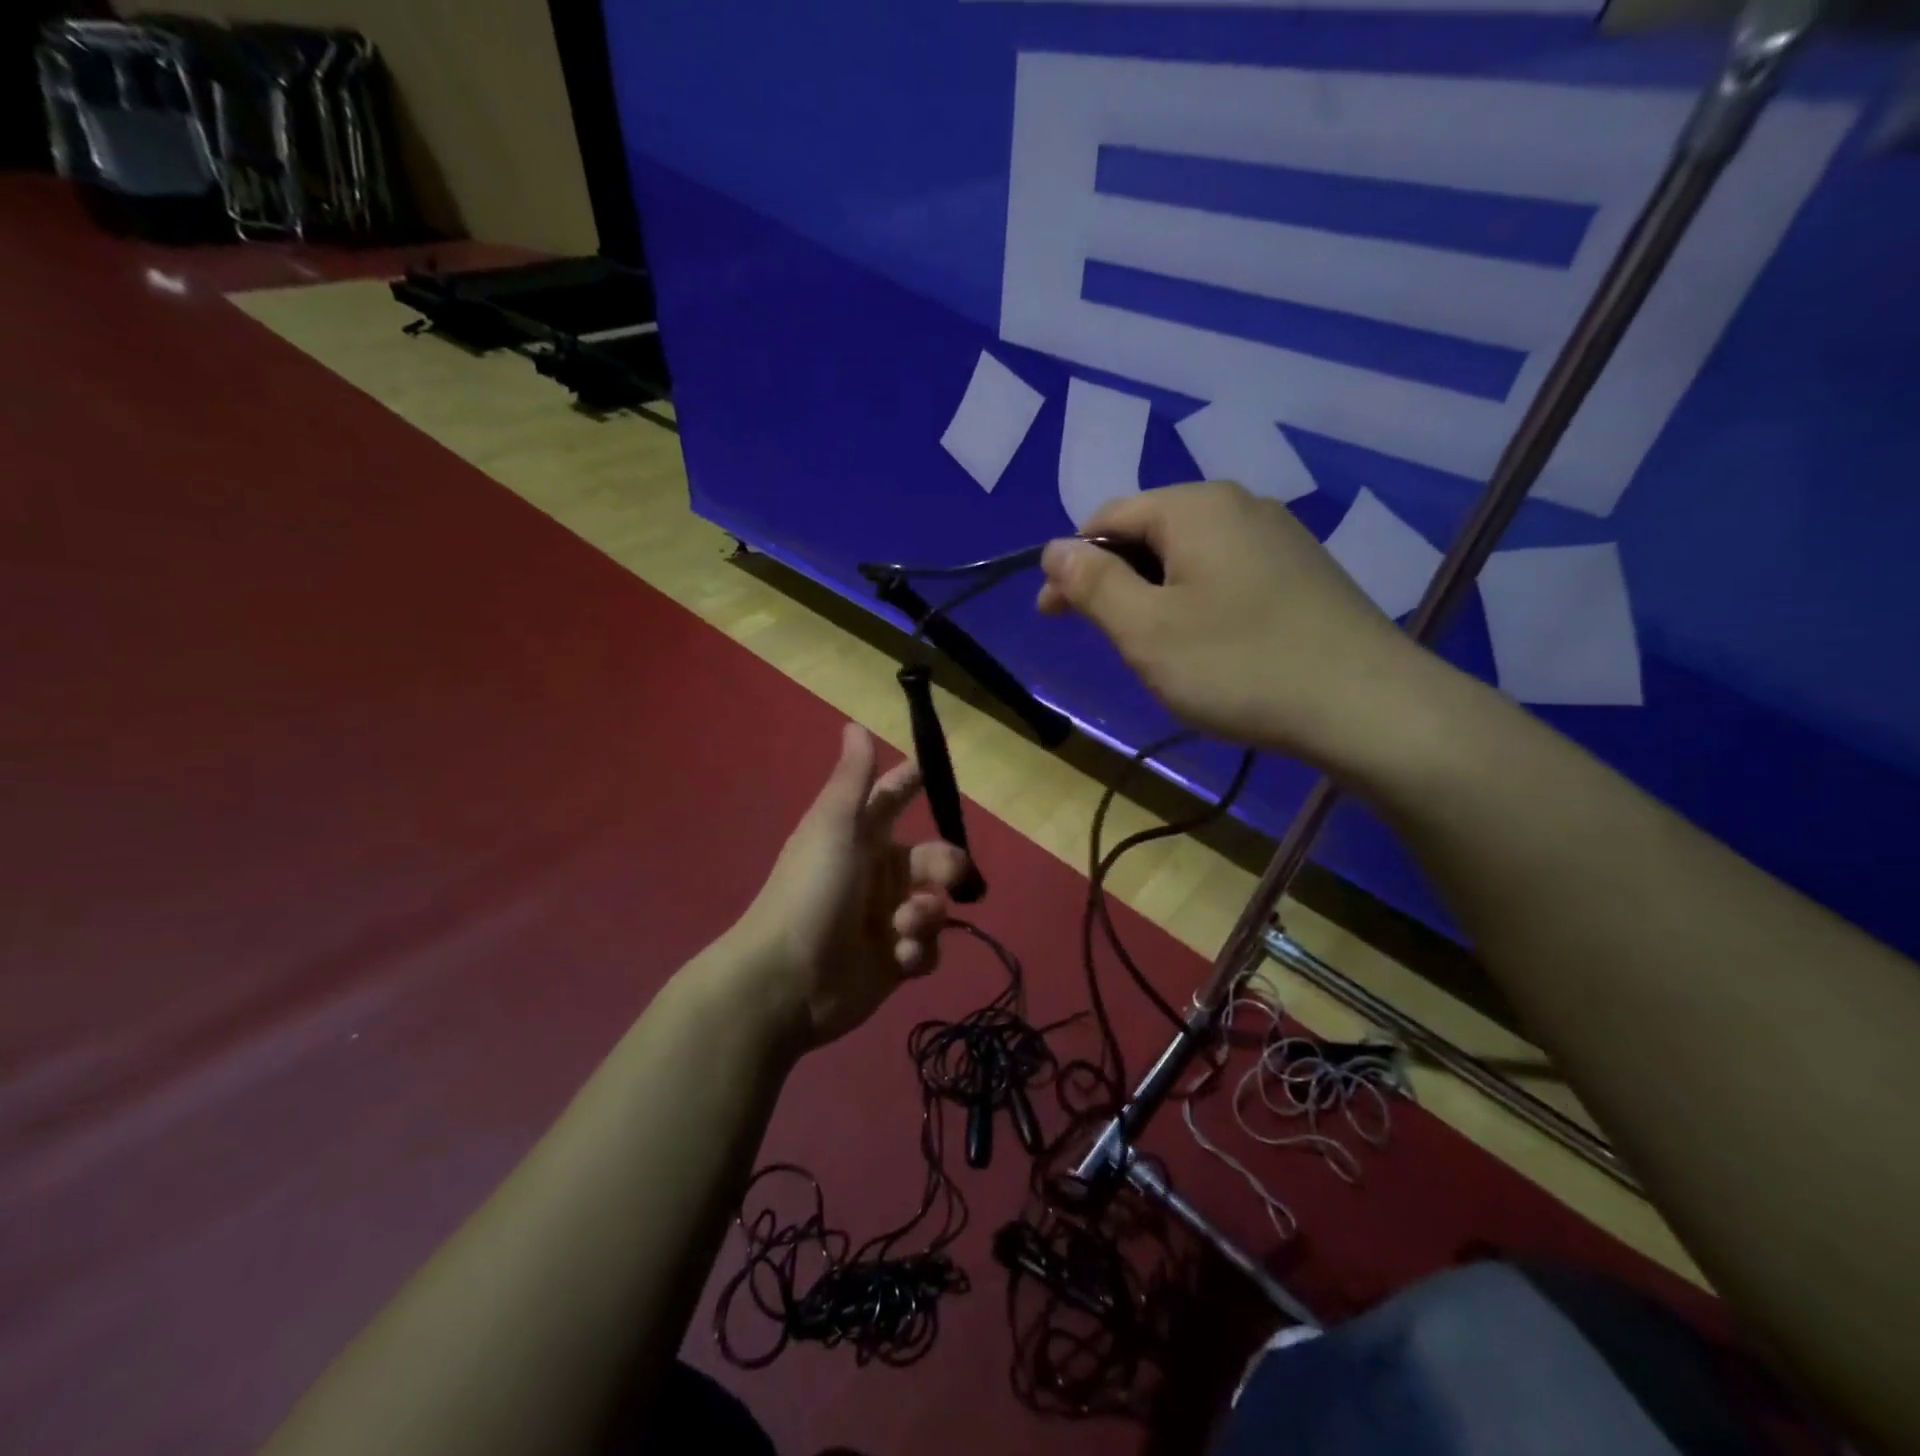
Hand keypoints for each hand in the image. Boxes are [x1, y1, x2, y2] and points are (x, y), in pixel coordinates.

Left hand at [734, 724, 969, 1048]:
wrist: (786, 979)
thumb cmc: (811, 891)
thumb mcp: (833, 826)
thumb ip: (853, 779)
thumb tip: (855, 724)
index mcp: (860, 838)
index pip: (892, 799)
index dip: (912, 783)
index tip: (937, 772)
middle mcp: (877, 874)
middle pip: (933, 859)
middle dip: (945, 867)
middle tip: (945, 879)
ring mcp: (886, 919)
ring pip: (935, 905)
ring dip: (928, 915)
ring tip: (904, 928)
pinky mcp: (894, 961)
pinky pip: (927, 949)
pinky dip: (920, 951)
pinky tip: (900, 959)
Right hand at [1037, 481, 1441, 773]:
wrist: (1367, 706)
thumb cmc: (1239, 666)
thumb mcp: (1145, 629)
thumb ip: (1092, 583)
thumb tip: (1054, 548)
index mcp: (1194, 507)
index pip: (1107, 517)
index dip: (1070, 565)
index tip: (1051, 616)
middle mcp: (1239, 505)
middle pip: (1149, 533)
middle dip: (1113, 581)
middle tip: (1104, 640)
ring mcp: (1278, 537)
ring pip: (1188, 557)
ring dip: (1154, 596)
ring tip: (1153, 650)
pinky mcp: (1303, 572)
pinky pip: (1226, 575)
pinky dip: (1196, 603)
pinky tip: (1208, 647)